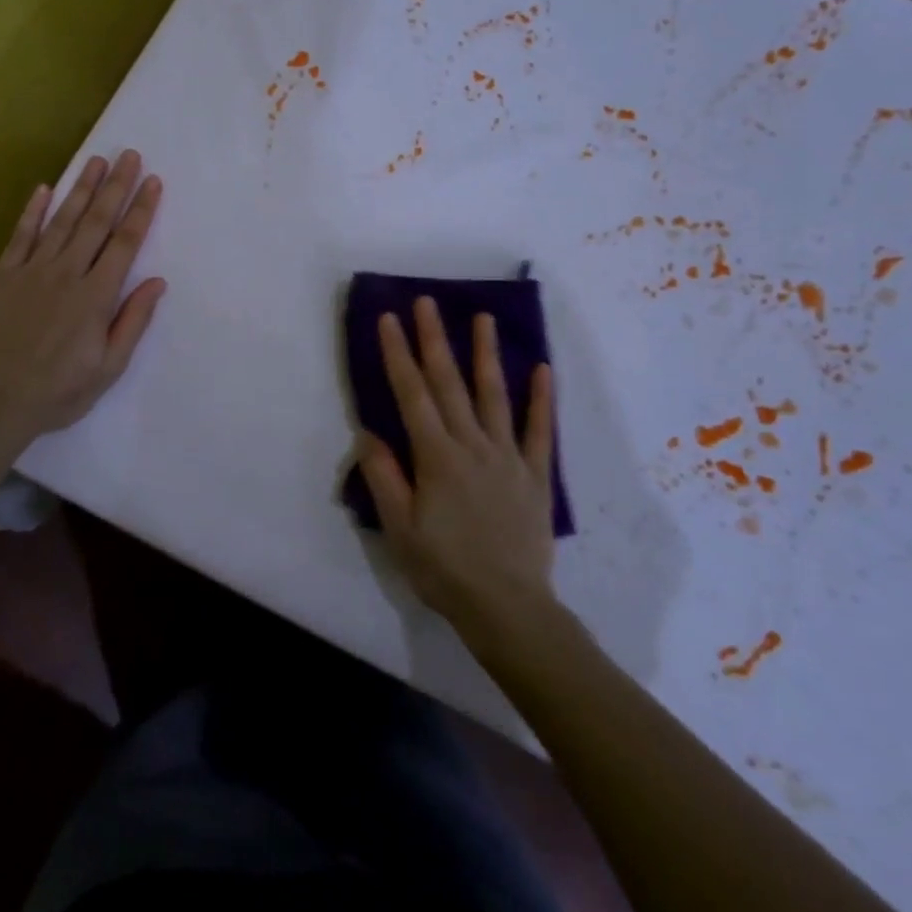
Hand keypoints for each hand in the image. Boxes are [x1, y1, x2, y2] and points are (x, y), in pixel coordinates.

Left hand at [0, 150, 166, 450]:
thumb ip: (132, 321)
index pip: (125, 243)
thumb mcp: (108, 368)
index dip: (141, 210)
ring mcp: (30, 272)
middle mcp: (66, 274)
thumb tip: (157, 281)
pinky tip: (44, 188)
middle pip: (96, 222)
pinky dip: (32, 211)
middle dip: (116, 186)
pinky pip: (20, 236)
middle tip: (129, 155)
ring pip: (61, 221)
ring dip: (81, 188)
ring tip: (96, 160)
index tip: (153, 182)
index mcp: (96, 297)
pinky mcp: (2, 277)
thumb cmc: (58, 393)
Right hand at [358, 297, 556, 636]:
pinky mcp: (535, 475)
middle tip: (427, 302)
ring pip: (494, 395)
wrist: (509, 609)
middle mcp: (472, 445)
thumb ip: (385, 477)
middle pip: (450, 384)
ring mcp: (507, 457)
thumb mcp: (400, 529)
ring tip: (483, 317)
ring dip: (486, 354)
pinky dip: (541, 398)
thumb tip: (368, 431)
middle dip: (435, 339)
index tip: (390, 319)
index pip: (412, 394)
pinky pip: (539, 430)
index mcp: (436, 457)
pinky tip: (543, 368)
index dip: (399, 354)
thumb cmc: (445, 570)